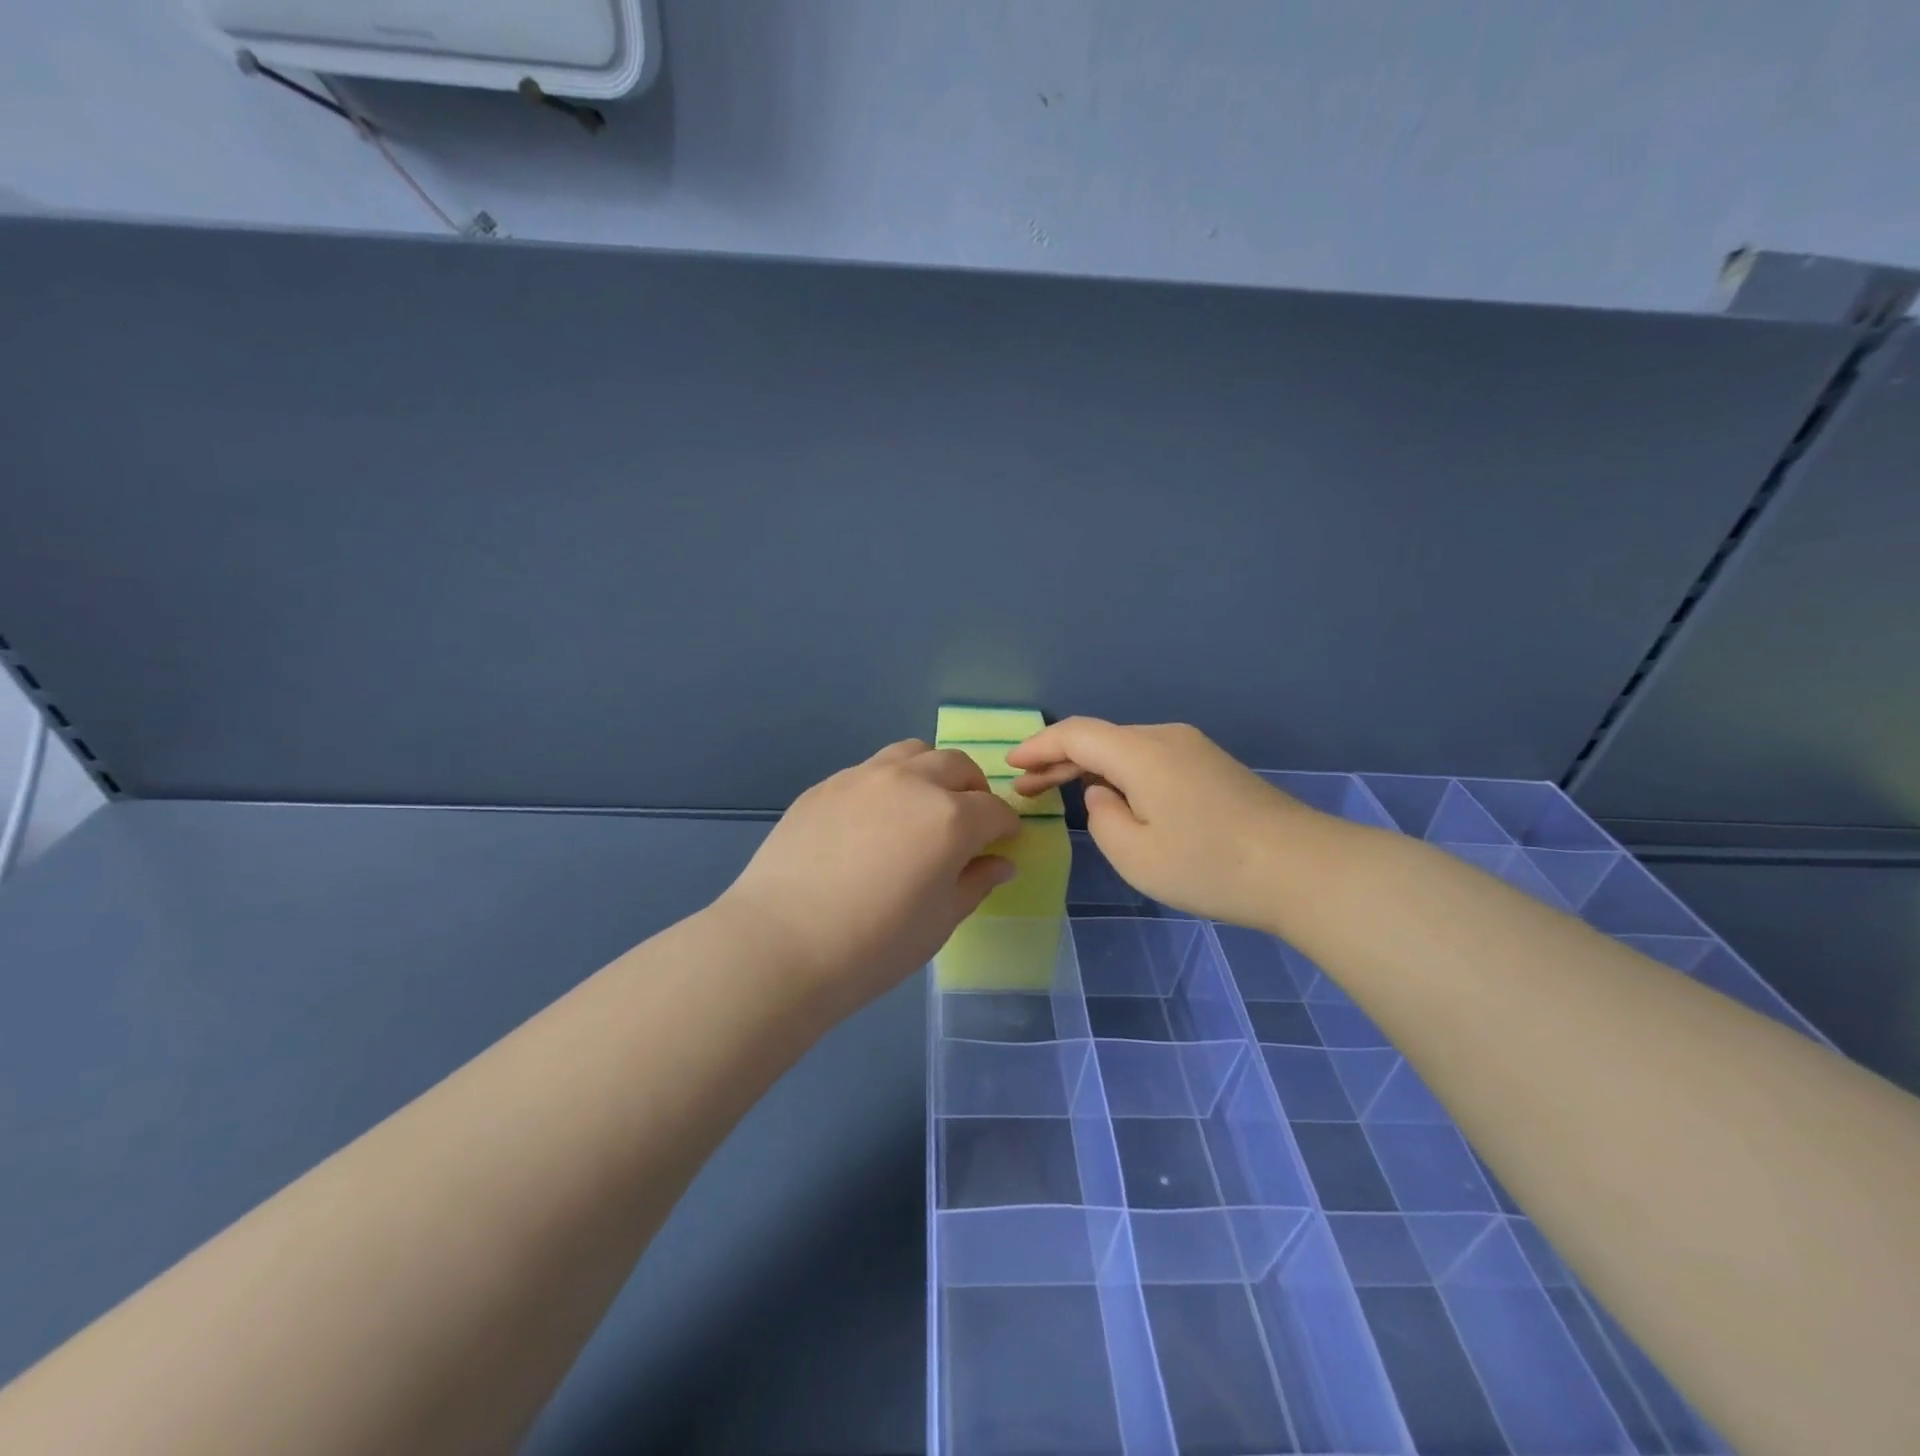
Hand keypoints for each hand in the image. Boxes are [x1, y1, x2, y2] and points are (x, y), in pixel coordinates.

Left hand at [717, 740, 1020, 1019]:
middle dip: (974, 791)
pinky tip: (873, 822)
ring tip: (923, 807)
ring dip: (931, 773)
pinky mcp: (826, 785)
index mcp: (950, 817)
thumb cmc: (874, 944)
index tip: (1003, 845)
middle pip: (958, 766)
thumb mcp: (940, 921)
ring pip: (913, 753)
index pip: (995, 810)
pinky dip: (889, 784)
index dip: (1006, 828)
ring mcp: (863, 777)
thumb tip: (1000, 863)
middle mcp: (911, 782)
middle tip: (968, 824)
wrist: (781, 943)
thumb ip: (975, 883)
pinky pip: (870, 770)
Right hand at [1006, 718, 1322, 928]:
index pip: (1076, 735)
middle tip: (1026, 788)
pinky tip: (1115, 798)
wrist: (1303, 869)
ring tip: (1061, 793)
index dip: (1039, 747)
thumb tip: (1104, 795)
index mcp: (1140, 753)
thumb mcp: (1136, 855)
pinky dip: (1121, 774)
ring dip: (1090, 768)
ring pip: (1126, 749)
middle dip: (1059, 761)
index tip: (1011, 764)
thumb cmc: (1210, 866)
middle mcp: (1165, 738)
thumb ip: (1102, 818)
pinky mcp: (1212, 766)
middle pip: (1100, 739)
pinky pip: (1151, 760)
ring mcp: (1193, 749)